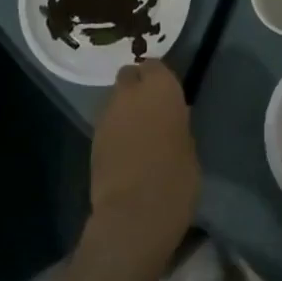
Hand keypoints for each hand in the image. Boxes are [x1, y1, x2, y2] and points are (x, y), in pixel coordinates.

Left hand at [85, 61, 199, 276]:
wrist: (133, 215)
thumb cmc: (175, 179)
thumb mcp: (189, 147)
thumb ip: (177, 123)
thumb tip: (171, 118)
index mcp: (160, 87)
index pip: (154, 65)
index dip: (159, 79)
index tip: (167, 96)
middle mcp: (130, 93)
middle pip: (129, 76)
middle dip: (136, 88)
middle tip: (150, 110)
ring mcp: (107, 115)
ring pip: (115, 100)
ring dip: (125, 110)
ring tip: (137, 134)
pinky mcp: (92, 139)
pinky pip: (107, 125)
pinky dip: (115, 131)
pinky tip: (124, 152)